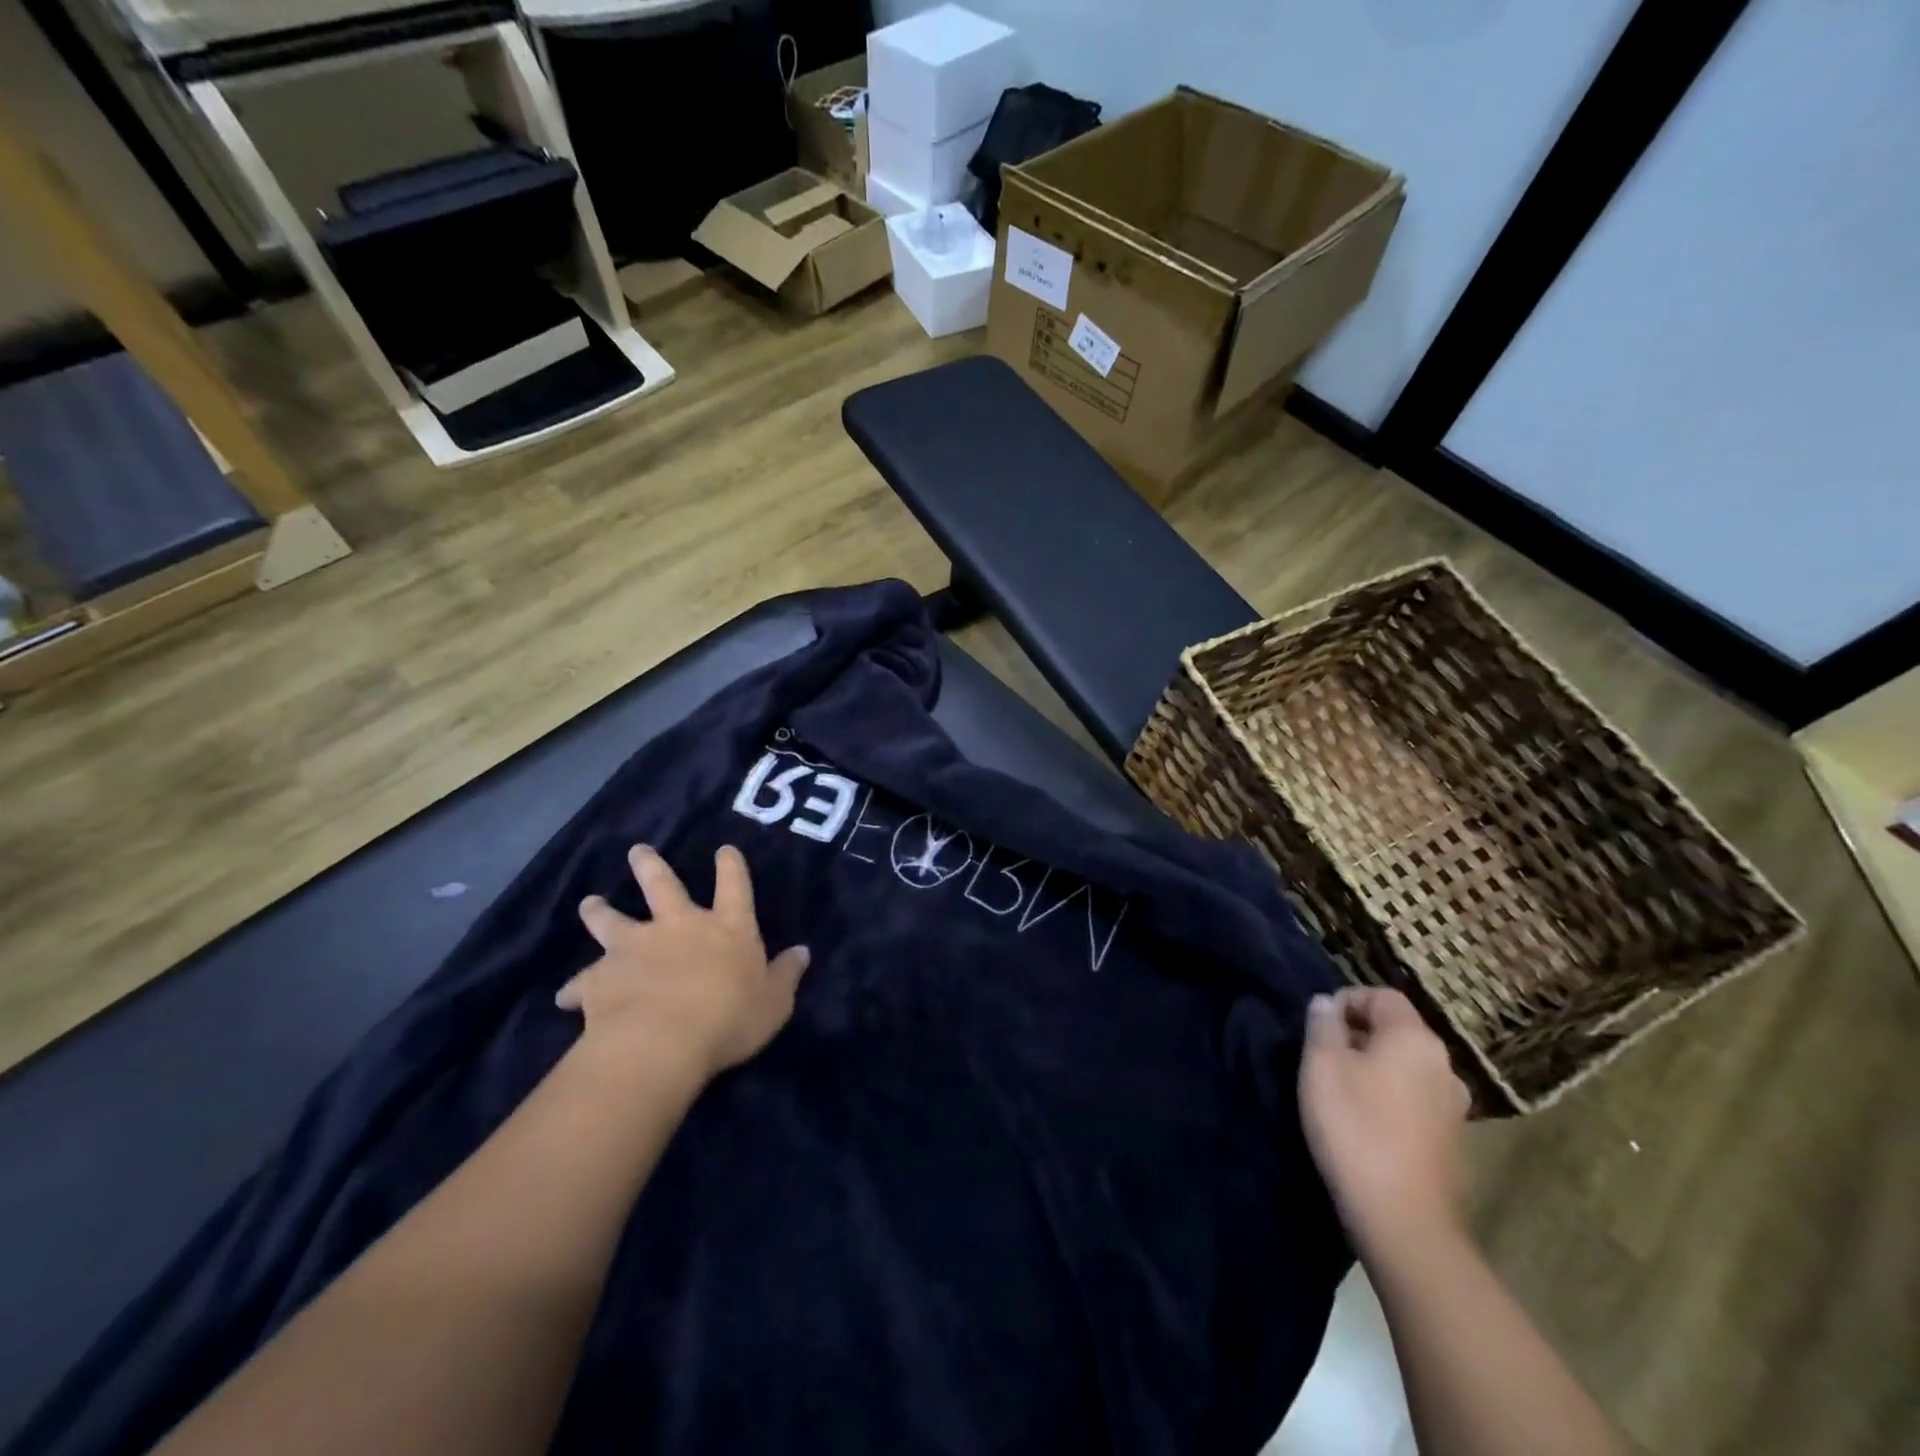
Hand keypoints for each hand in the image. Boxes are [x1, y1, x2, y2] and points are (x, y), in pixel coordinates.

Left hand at [559, 845, 809, 1084]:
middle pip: (662, 885)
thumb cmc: (729, 1019)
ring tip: (590, 902)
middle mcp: (679, 925)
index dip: (731, 865)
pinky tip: (565, 997)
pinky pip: (582, 981)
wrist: (662, 1042)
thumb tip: (803, 951)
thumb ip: (786, 975)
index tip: (724, 849)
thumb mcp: (774, 1002)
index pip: (734, 885)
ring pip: (612, 920)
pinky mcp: (601, 977)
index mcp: (726, 927)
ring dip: (600, 911)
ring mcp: (636, 947)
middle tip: (638, 851)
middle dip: (650, 866)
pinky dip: (575, 988)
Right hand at [1299, 987, 1470, 1256]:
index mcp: (1414, 1038)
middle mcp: (1443, 1064)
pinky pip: (1416, 1099)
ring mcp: (1454, 1105)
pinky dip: (1391, 1098)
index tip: (1318, 1026)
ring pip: (1407, 1066)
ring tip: (1342, 1091)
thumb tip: (1326, 1003)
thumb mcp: (1321, 1065)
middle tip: (1322, 1058)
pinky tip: (1367, 1123)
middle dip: (1359, 1035)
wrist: (1402, 1218)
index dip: (1347, 1000)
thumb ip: (1322, 1025)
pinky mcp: (1452, 1140)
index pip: (1382, 995)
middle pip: (1397, 1030)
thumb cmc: (1355, 1127)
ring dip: (1375, 1068)